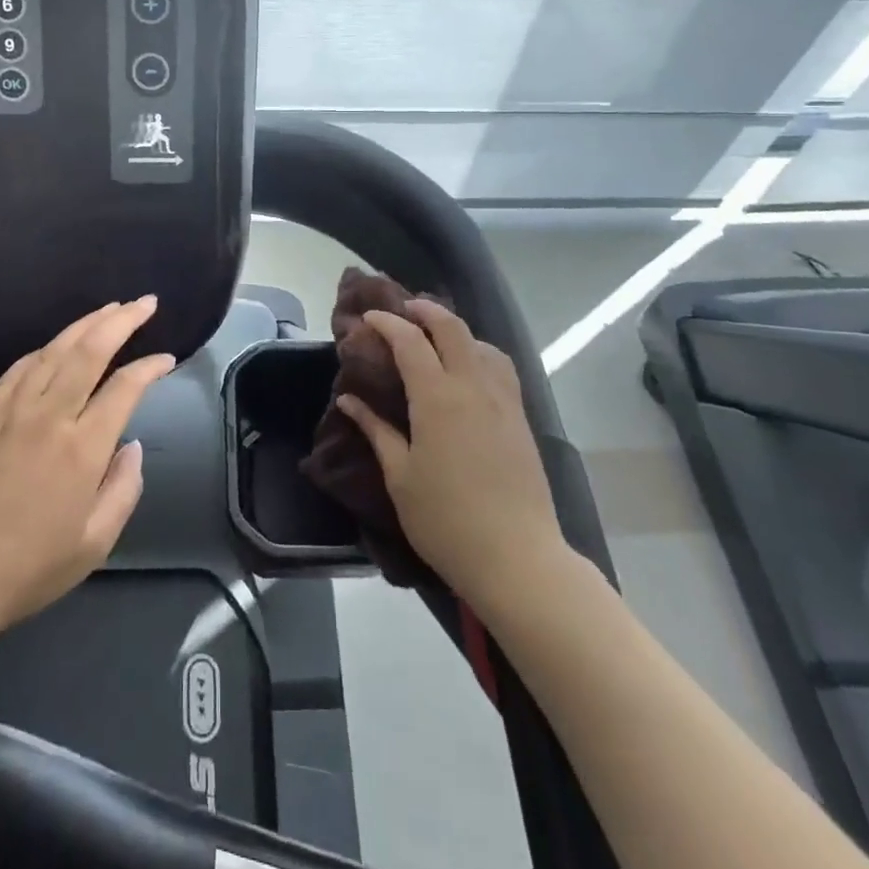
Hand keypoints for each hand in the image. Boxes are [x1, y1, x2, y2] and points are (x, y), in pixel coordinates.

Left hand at [0, 298, 175, 639]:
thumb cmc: (32, 567)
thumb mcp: (95, 542)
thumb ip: (124, 489)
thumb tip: (132, 446)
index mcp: (82, 449)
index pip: (125, 388)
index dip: (150, 367)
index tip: (167, 359)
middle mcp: (49, 417)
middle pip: (89, 350)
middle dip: (122, 320)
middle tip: (145, 303)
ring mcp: (13, 411)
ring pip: (53, 350)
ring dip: (85, 324)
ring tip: (110, 309)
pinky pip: (19, 368)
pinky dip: (44, 349)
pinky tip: (56, 345)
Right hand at [336, 301, 569, 610]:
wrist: (518, 558)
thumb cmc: (446, 520)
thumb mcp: (399, 476)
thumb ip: (375, 430)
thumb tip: (348, 399)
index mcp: (437, 397)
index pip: (410, 341)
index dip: (387, 323)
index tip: (367, 319)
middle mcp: (473, 386)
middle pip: (451, 328)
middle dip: (425, 310)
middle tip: (403, 310)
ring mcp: (502, 401)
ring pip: (481, 344)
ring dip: (455, 330)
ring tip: (436, 338)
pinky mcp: (520, 418)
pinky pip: (500, 368)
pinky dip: (479, 353)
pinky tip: (469, 371)